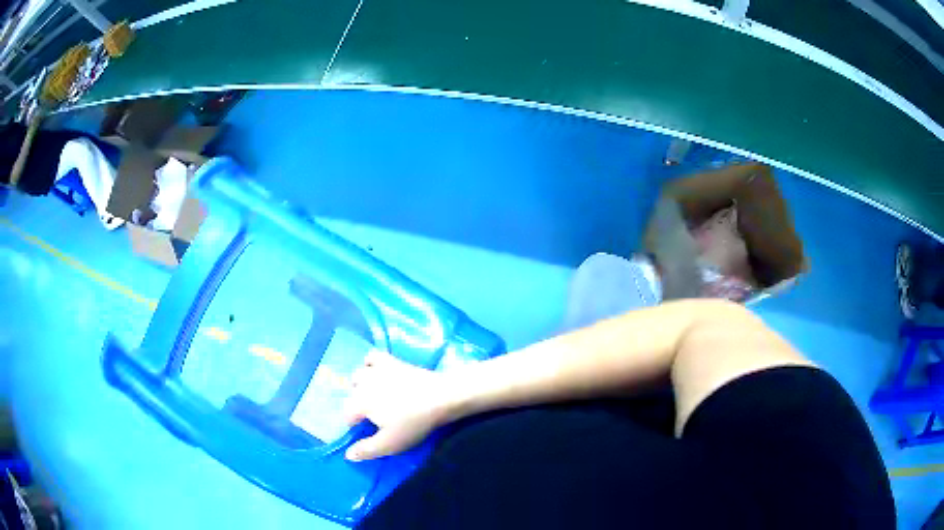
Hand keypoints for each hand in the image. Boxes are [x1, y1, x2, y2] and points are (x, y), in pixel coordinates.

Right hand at [343, 350, 453, 461]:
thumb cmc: (413, 423)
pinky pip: (373, 357)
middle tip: (374, 417)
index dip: (355, 425)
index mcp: (359, 402)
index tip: (368, 432)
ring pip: (358, 374)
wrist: (441, 397)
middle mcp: (363, 383)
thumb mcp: (390, 443)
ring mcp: (377, 369)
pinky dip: (370, 364)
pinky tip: (378, 372)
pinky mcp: (392, 361)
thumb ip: (366, 450)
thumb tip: (348, 454)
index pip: (347, 415)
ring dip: (361, 385)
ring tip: (374, 396)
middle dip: (357, 405)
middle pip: (351, 393)